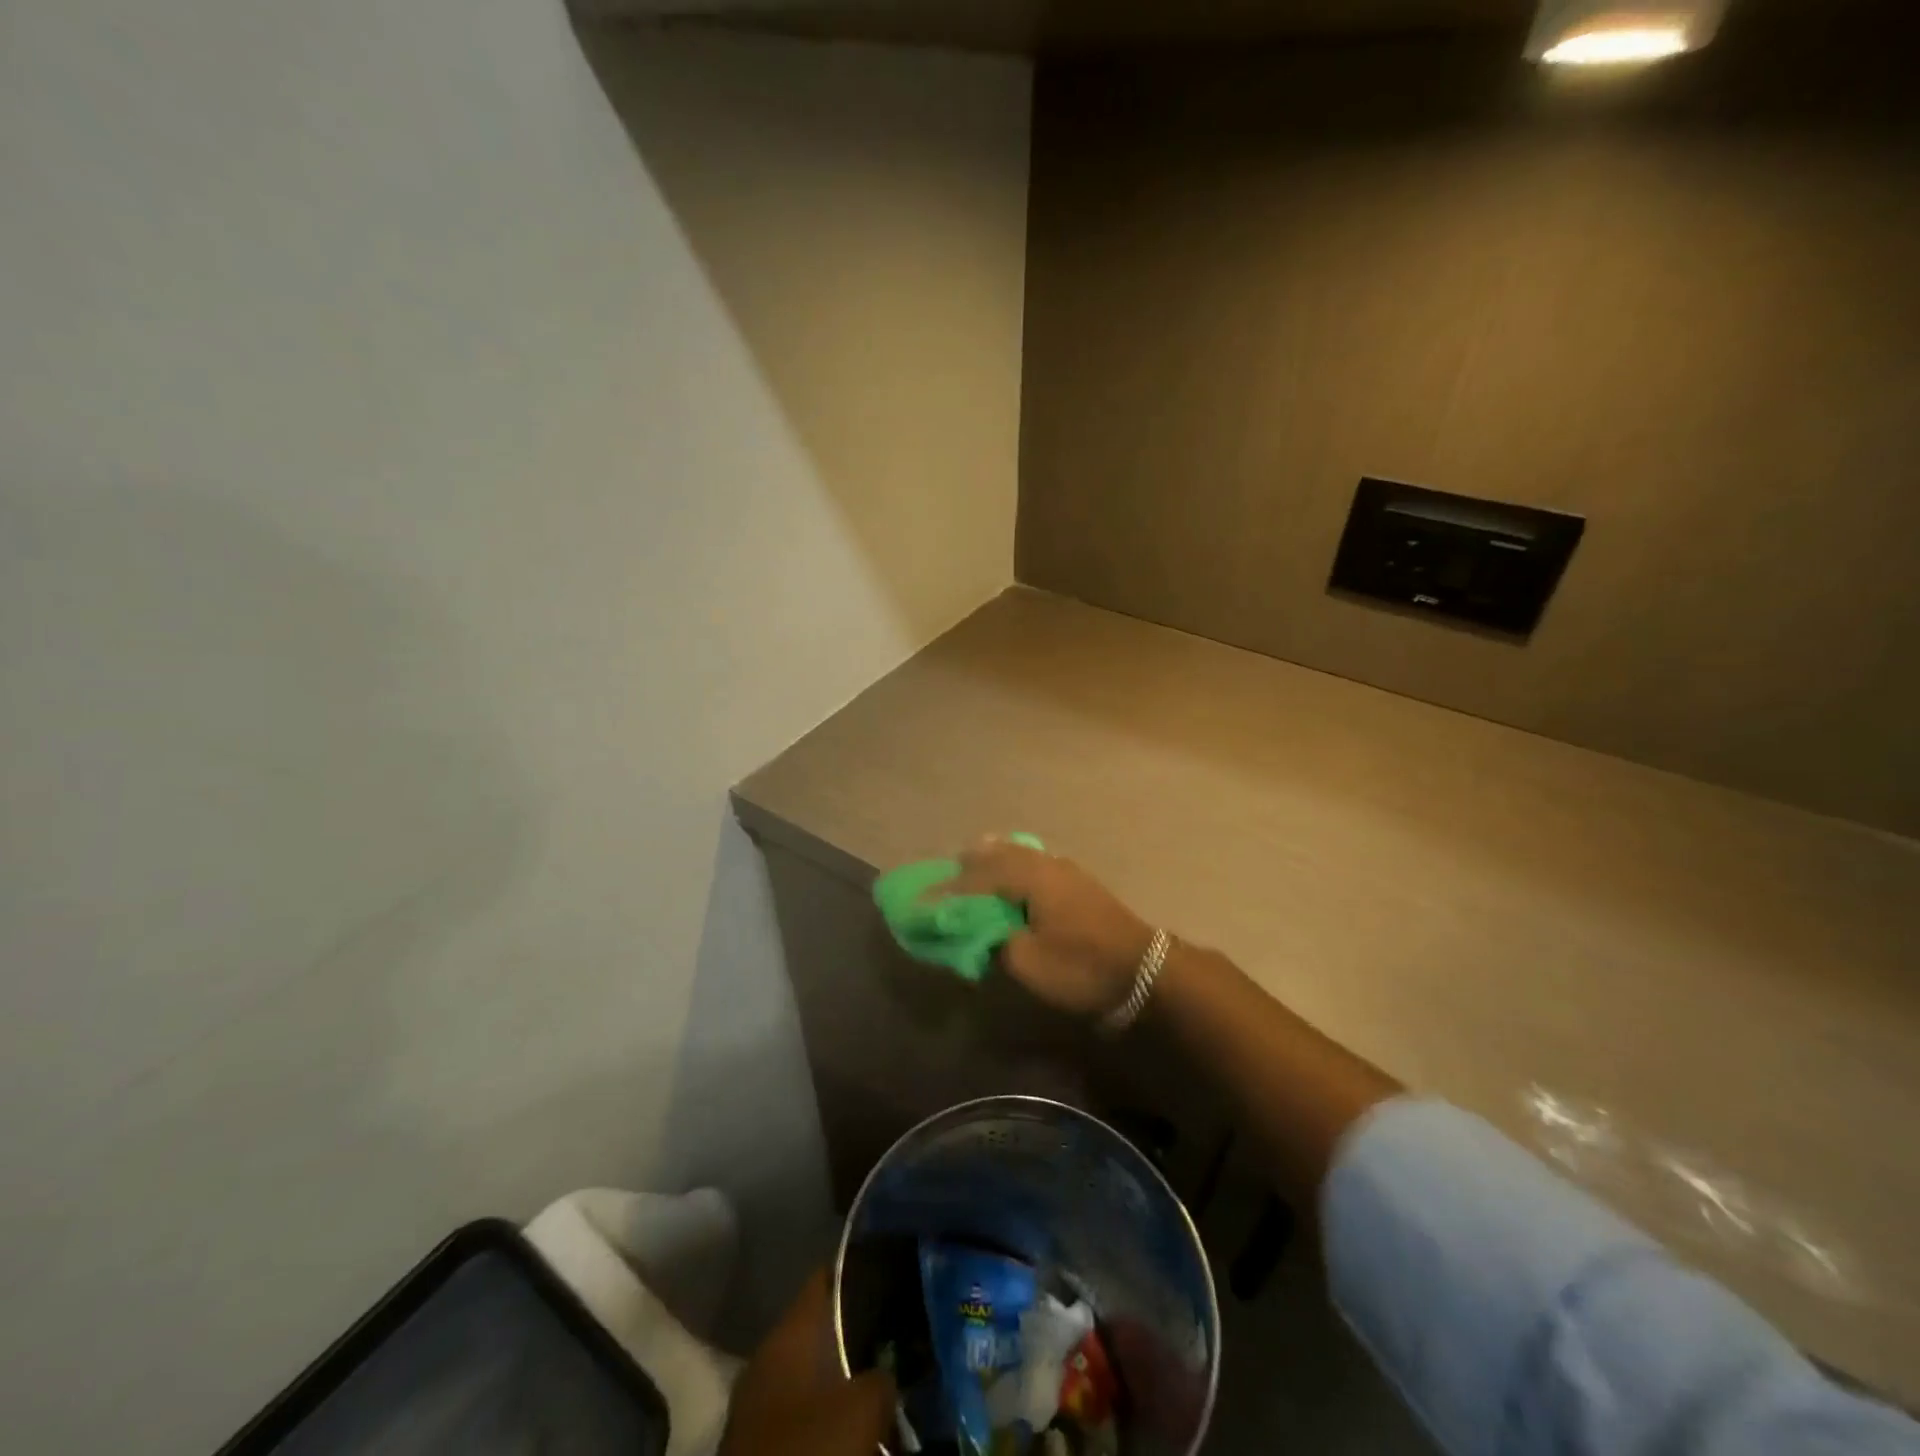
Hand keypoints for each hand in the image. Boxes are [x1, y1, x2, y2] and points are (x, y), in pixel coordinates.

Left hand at [718, 1271, 896, 1455]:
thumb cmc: (808, 1450)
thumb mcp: (861, 1409)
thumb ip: (881, 1379)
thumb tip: (886, 1376)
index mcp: (788, 1333)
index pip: (825, 1280)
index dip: (858, 1272)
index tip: (891, 1274)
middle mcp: (769, 1358)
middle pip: (821, 1329)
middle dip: (857, 1334)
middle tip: (897, 1339)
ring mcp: (760, 1405)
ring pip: (813, 1375)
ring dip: (844, 1381)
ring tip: (883, 1387)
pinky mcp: (760, 1446)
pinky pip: (803, 1416)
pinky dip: (828, 1418)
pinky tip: (855, 1428)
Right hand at [949, 838, 1155, 1018]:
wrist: (1146, 970)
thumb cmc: (1082, 966)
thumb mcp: (1028, 963)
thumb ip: (994, 942)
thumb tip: (980, 931)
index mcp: (1029, 877)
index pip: (976, 876)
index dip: (947, 891)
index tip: (922, 901)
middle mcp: (1045, 863)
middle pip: (996, 853)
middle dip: (967, 866)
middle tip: (944, 881)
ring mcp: (1065, 869)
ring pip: (1017, 853)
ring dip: (991, 862)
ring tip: (971, 872)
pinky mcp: (1078, 882)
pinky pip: (1033, 862)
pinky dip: (1012, 866)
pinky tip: (1010, 879)